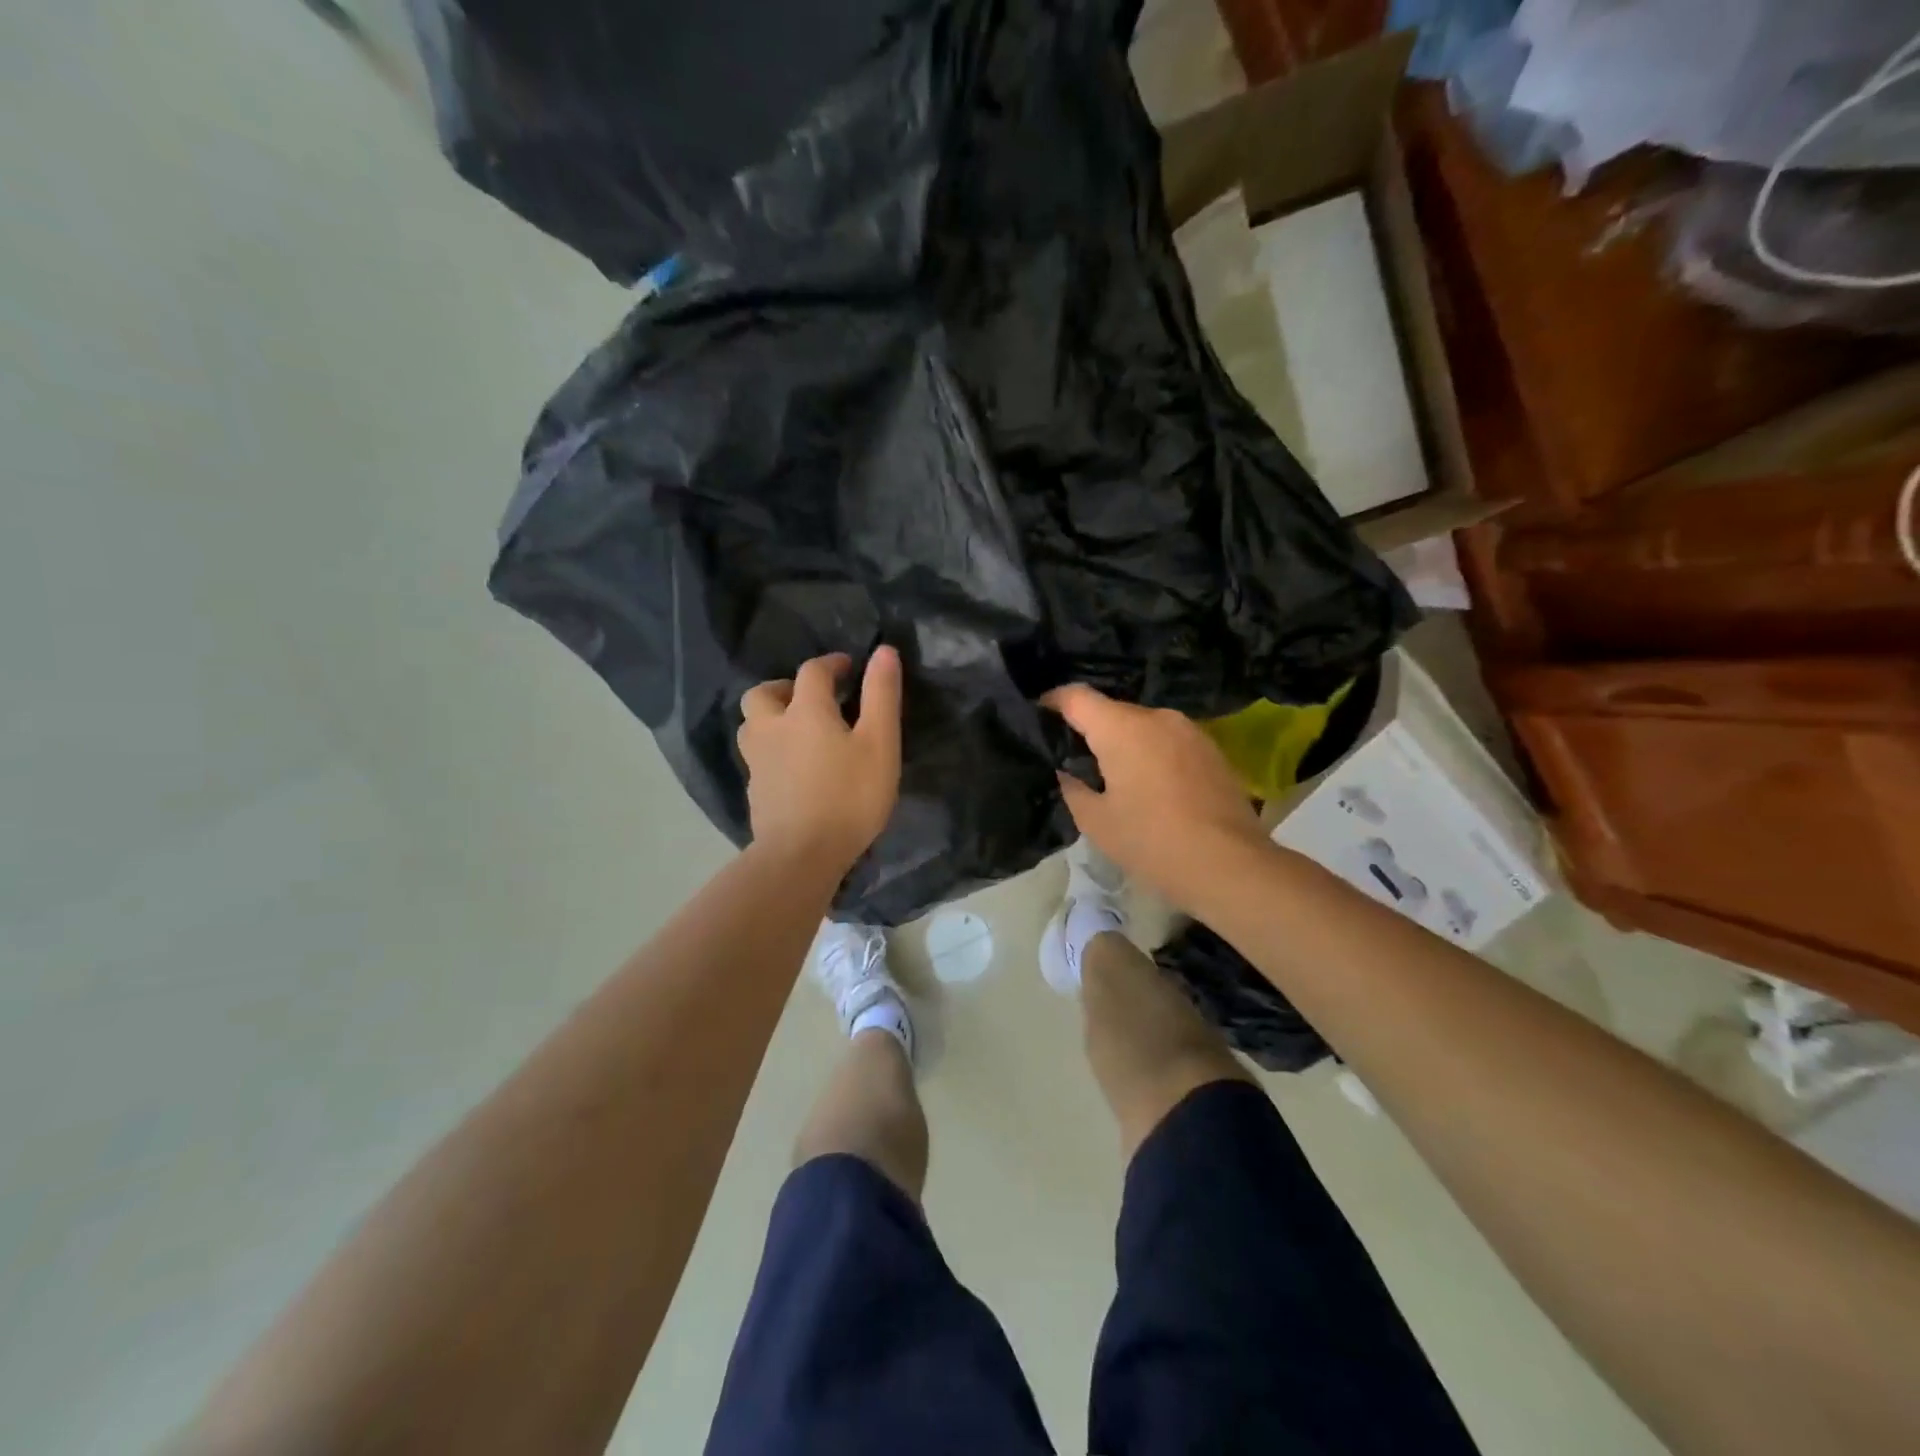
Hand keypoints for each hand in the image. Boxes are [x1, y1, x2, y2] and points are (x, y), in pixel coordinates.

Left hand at [738, 648, 902, 870]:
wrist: (801, 855)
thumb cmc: (849, 796)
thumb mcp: (879, 744)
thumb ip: (881, 696)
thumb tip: (884, 651)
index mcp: (805, 711)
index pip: (813, 672)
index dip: (831, 663)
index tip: (849, 668)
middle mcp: (772, 728)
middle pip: (763, 694)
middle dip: (786, 687)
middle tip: (811, 699)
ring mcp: (757, 762)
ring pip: (752, 725)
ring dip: (771, 717)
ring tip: (797, 731)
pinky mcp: (755, 791)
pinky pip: (757, 758)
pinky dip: (772, 751)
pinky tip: (792, 769)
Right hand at [1043, 684, 1267, 910]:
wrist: (1229, 865)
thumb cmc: (1152, 842)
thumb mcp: (1096, 822)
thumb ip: (1072, 789)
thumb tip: (1065, 772)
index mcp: (1121, 728)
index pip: (1076, 696)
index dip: (1051, 702)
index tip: (1038, 717)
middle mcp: (1156, 717)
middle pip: (1111, 711)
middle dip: (1090, 729)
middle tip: (1074, 761)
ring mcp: (1189, 730)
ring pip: (1143, 726)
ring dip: (1125, 743)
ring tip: (1114, 777)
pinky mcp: (1212, 749)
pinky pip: (1168, 741)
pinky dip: (1152, 754)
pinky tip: (1151, 787)